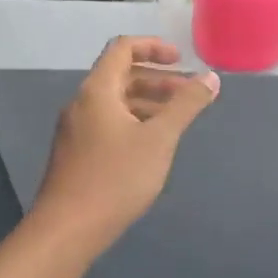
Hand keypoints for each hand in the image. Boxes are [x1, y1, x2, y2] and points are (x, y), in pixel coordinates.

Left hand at [32, 37, 218, 254]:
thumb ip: (186, 105)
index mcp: (97, 91)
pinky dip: (133, 121)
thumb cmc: (115, 178)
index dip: (153, 47)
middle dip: (157, 79)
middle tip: (188, 94)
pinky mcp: (76, 153)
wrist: (67, 230)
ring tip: (176, 121)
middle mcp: (81, 103)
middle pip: (120, 75)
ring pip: (115, 102)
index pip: (122, 48)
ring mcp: (76, 130)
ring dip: (147, 102)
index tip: (182, 61)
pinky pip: (107, 123)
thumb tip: (210, 77)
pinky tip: (152, 146)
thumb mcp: (159, 139)